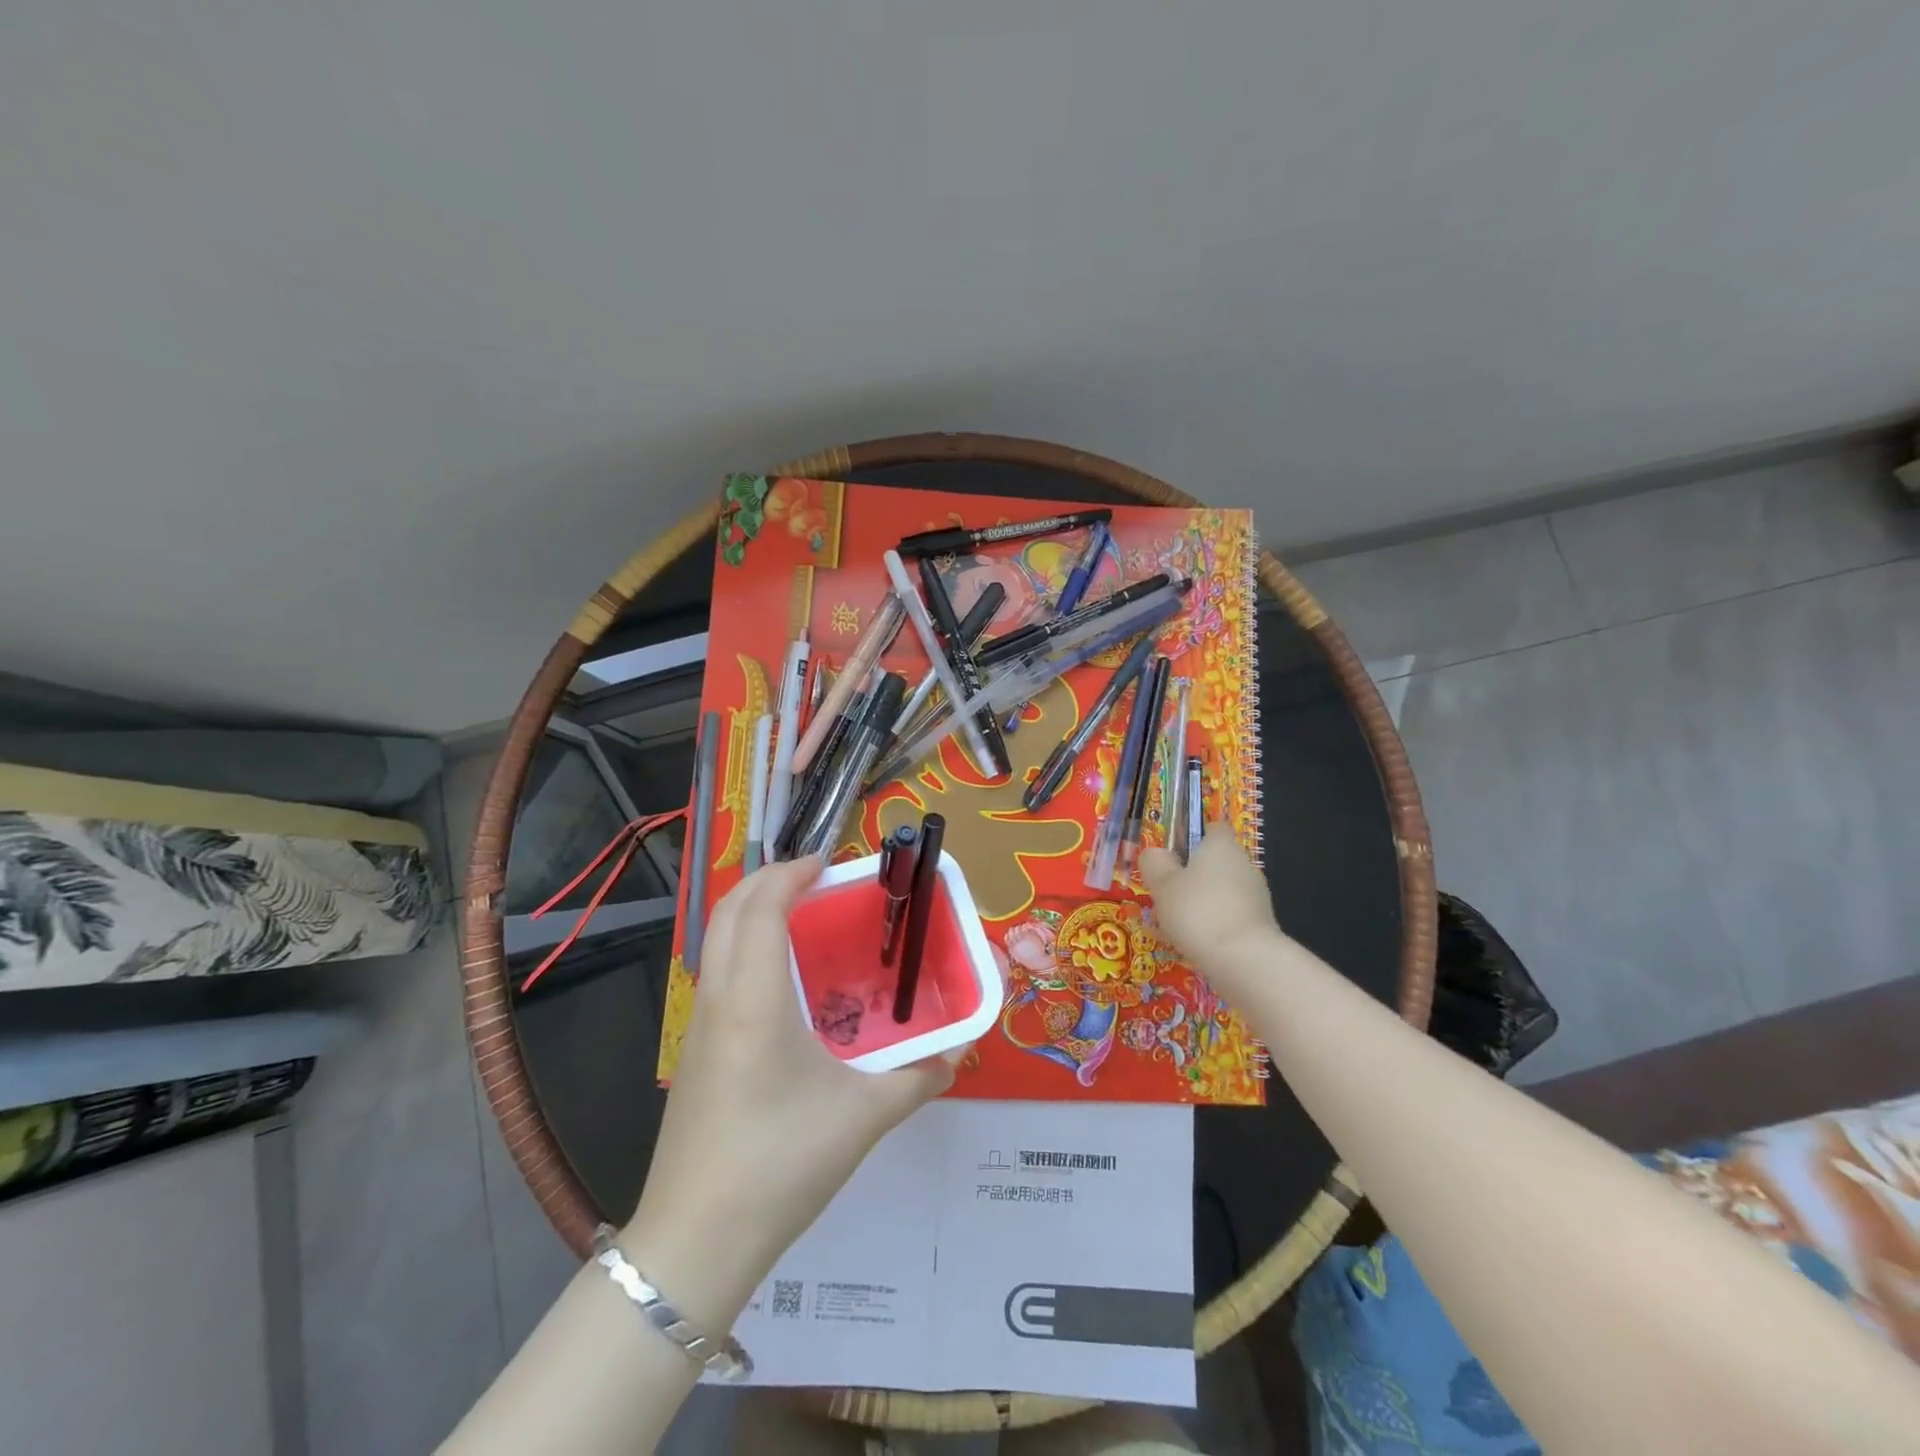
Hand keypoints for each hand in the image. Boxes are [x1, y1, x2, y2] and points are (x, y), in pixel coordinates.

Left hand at [624, 857, 954, 1323]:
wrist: (696, 1242)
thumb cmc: (781, 1164)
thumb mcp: (863, 1118)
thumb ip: (918, 1079)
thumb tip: (957, 1053)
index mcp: (755, 999)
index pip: (762, 907)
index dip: (791, 873)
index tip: (829, 863)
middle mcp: (719, 998)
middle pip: (729, 911)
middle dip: (768, 880)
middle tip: (818, 881)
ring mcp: (699, 1026)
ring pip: (716, 940)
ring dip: (753, 912)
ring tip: (803, 920)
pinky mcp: (694, 1053)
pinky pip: (717, 972)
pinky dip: (745, 947)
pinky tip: (783, 983)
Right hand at [1139, 828, 1279, 987]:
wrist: (1244, 960)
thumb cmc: (1197, 911)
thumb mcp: (1162, 885)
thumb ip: (1155, 864)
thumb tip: (1156, 853)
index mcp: (1221, 846)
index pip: (1212, 828)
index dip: (1194, 837)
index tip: (1174, 855)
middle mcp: (1244, 864)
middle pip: (1217, 862)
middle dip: (1194, 876)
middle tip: (1167, 894)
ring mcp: (1257, 895)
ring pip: (1224, 891)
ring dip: (1204, 902)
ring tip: (1177, 926)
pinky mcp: (1262, 925)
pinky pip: (1232, 916)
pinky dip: (1216, 925)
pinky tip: (1197, 944)